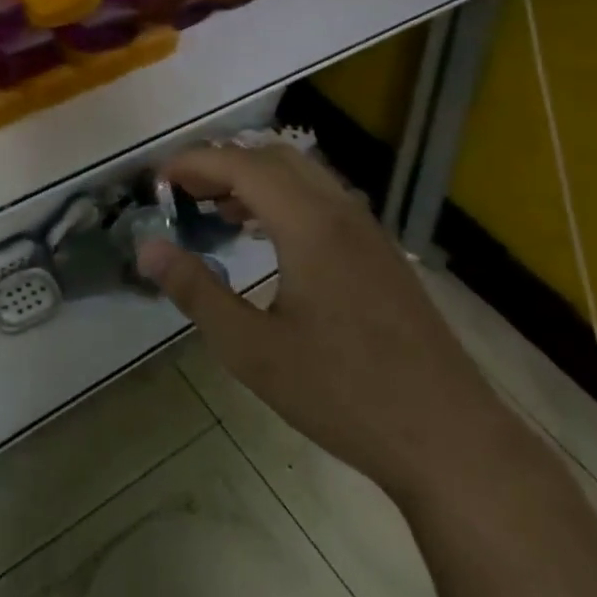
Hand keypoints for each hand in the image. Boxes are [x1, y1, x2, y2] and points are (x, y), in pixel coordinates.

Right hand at [138, 143, 511, 502]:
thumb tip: (147, 248)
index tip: (157, 179)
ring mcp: (369, 232)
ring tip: (215, 212)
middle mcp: (342, 213)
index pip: (241, 165)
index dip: (194, 162)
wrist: (449, 438)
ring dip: (254, 180)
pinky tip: (268, 240)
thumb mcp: (251, 349)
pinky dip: (283, 200)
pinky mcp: (381, 254)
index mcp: (310, 225)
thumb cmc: (342, 393)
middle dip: (222, 164)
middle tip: (181, 193)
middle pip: (274, 158)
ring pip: (304, 176)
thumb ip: (195, 290)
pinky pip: (324, 201)